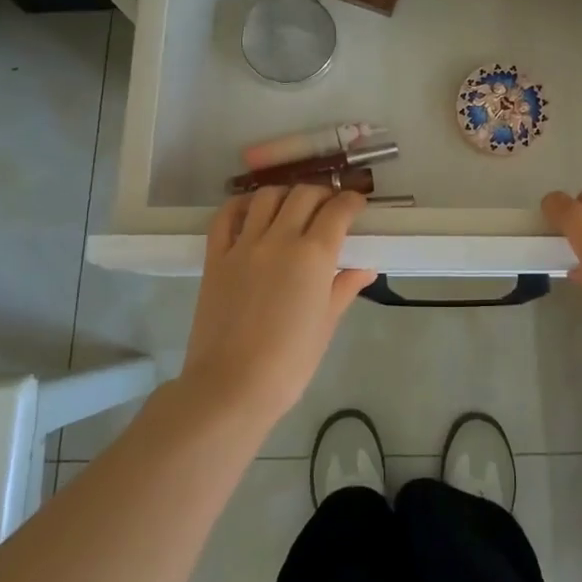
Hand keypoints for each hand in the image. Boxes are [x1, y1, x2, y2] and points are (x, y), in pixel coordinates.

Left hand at [181, 186, 377, 429]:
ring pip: (267, 196)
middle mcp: (280, 239)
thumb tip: (365, 269)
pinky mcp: (216, 256)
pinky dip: (241, 205)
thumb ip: (345, 288)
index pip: (338, 210)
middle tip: (328, 208)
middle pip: (304, 195)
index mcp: (314, 256)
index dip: (351, 201)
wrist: (231, 387)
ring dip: (285, 194)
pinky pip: (226, 216)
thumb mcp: (326, 325)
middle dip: (322, 194)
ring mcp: (244, 245)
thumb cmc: (289, 363)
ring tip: (291, 207)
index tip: (357, 205)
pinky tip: (252, 211)